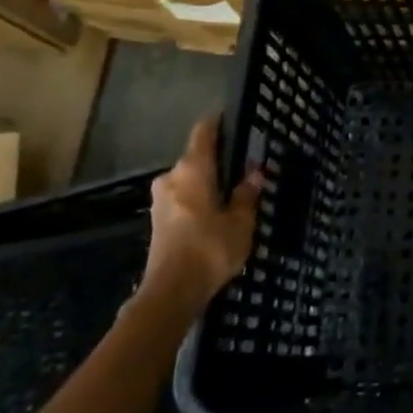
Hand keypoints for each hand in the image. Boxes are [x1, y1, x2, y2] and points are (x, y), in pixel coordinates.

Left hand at [143, 115, 261, 297]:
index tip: (234, 119)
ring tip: (234, 193)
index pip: (204, 132)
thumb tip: (254, 171)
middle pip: (197, 157)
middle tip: (244, 167)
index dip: (218, 123)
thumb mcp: (241, 221)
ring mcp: (161, 200)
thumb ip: (247, 193)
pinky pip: (183, 198)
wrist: (171, 293)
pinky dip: (199, 200)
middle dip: (219, 160)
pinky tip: (216, 213)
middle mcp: (172, 177)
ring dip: (208, 183)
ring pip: (189, 180)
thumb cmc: (210, 248)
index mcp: (192, 169)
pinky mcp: (158, 221)